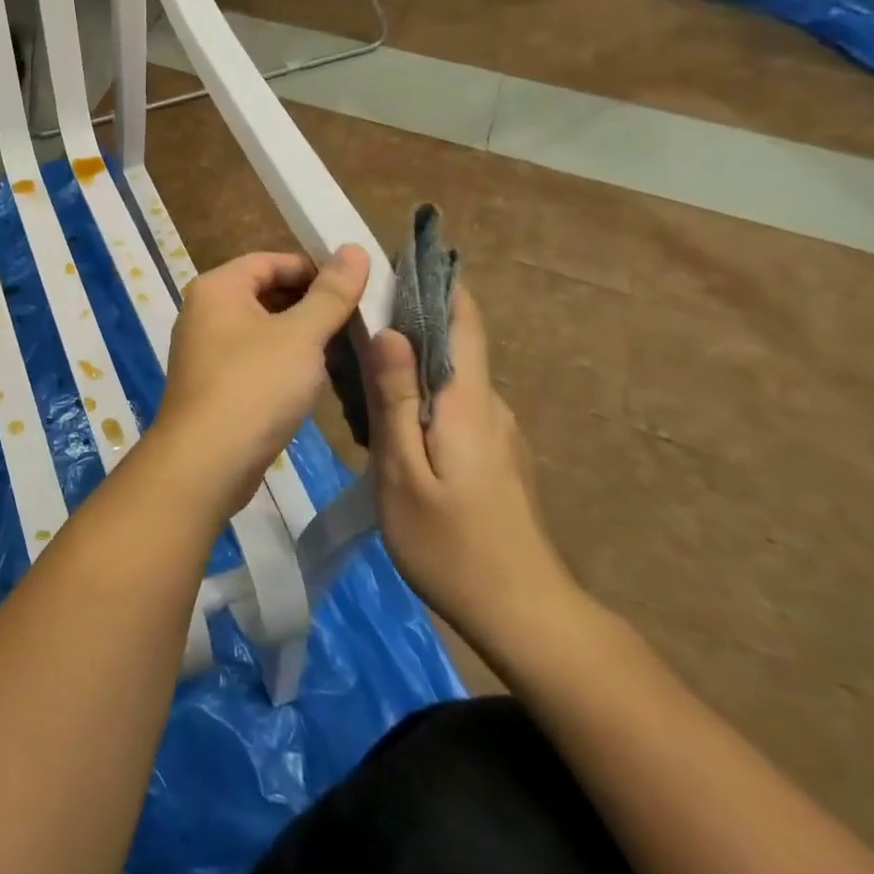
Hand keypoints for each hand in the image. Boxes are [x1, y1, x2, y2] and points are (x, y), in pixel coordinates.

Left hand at [150, 246, 370, 524]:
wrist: (206, 459)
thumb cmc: (254, 385)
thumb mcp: (301, 335)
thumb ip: (330, 293)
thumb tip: (354, 249)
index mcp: (217, 287)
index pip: (270, 260)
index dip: (314, 269)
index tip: (356, 287)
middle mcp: (204, 311)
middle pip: (265, 292)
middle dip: (311, 303)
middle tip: (358, 320)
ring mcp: (206, 349)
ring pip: (263, 328)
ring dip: (301, 335)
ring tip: (347, 348)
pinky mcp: (214, 383)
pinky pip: (255, 358)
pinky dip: (284, 361)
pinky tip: (317, 378)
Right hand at [363, 283, 582, 662]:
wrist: (526, 617)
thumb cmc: (452, 544)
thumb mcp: (403, 472)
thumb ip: (394, 399)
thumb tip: (389, 332)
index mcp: (468, 400)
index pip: (462, 319)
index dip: (435, 282)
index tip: (398, 257)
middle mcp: (489, 405)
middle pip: (449, 345)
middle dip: (403, 325)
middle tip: (347, 327)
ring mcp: (497, 432)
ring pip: (446, 379)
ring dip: (406, 366)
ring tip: (353, 375)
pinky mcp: (495, 457)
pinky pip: (451, 407)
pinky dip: (417, 397)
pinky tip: (385, 423)